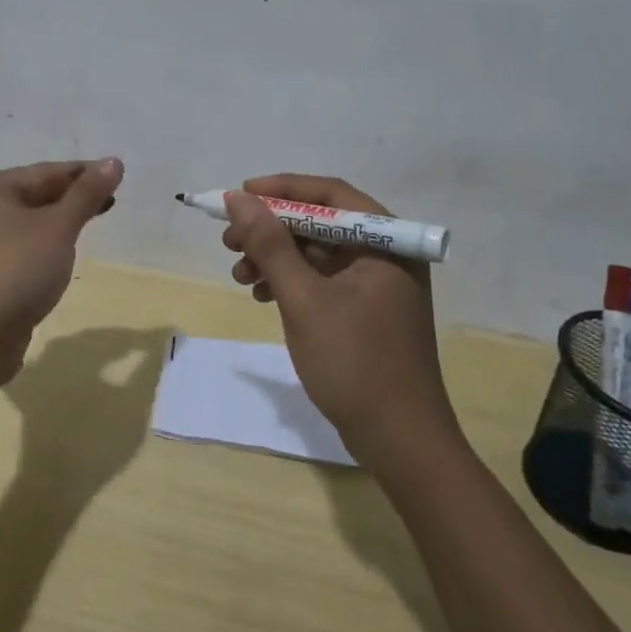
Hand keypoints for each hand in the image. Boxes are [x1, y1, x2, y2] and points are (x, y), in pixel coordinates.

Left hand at [0, 158, 124, 386]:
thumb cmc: (17, 270)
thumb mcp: (58, 227)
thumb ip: (87, 193)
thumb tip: (114, 161)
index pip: (45, 172)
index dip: (84, 173)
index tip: (118, 175)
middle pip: (36, 194)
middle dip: (73, 197)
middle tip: (112, 200)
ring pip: (30, 222)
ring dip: (61, 220)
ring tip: (95, 220)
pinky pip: (23, 246)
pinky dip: (47, 243)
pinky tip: (65, 251)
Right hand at [221, 174, 457, 465]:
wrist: (400, 442)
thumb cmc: (355, 363)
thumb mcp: (304, 299)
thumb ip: (270, 244)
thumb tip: (237, 199)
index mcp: (386, 240)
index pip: (329, 194)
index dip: (281, 190)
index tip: (239, 196)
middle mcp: (386, 252)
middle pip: (320, 222)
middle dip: (272, 229)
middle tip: (230, 241)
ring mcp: (378, 282)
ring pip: (317, 251)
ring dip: (276, 258)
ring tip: (240, 274)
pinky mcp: (367, 309)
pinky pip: (323, 278)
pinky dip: (291, 282)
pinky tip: (262, 295)